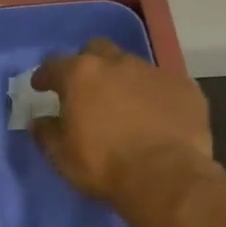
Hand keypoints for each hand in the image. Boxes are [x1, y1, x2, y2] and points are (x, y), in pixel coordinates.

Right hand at [32, 38, 215, 204]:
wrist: (166, 176)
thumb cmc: (103, 165)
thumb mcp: (61, 156)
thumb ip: (47, 133)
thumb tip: (40, 121)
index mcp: (82, 76)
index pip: (55, 64)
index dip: (45, 75)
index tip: (41, 87)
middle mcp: (118, 64)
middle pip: (97, 50)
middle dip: (87, 64)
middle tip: (84, 89)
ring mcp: (155, 73)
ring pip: (132, 67)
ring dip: (121, 81)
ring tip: (121, 107)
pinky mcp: (186, 88)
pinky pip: (161, 85)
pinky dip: (151, 96)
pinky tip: (153, 118)